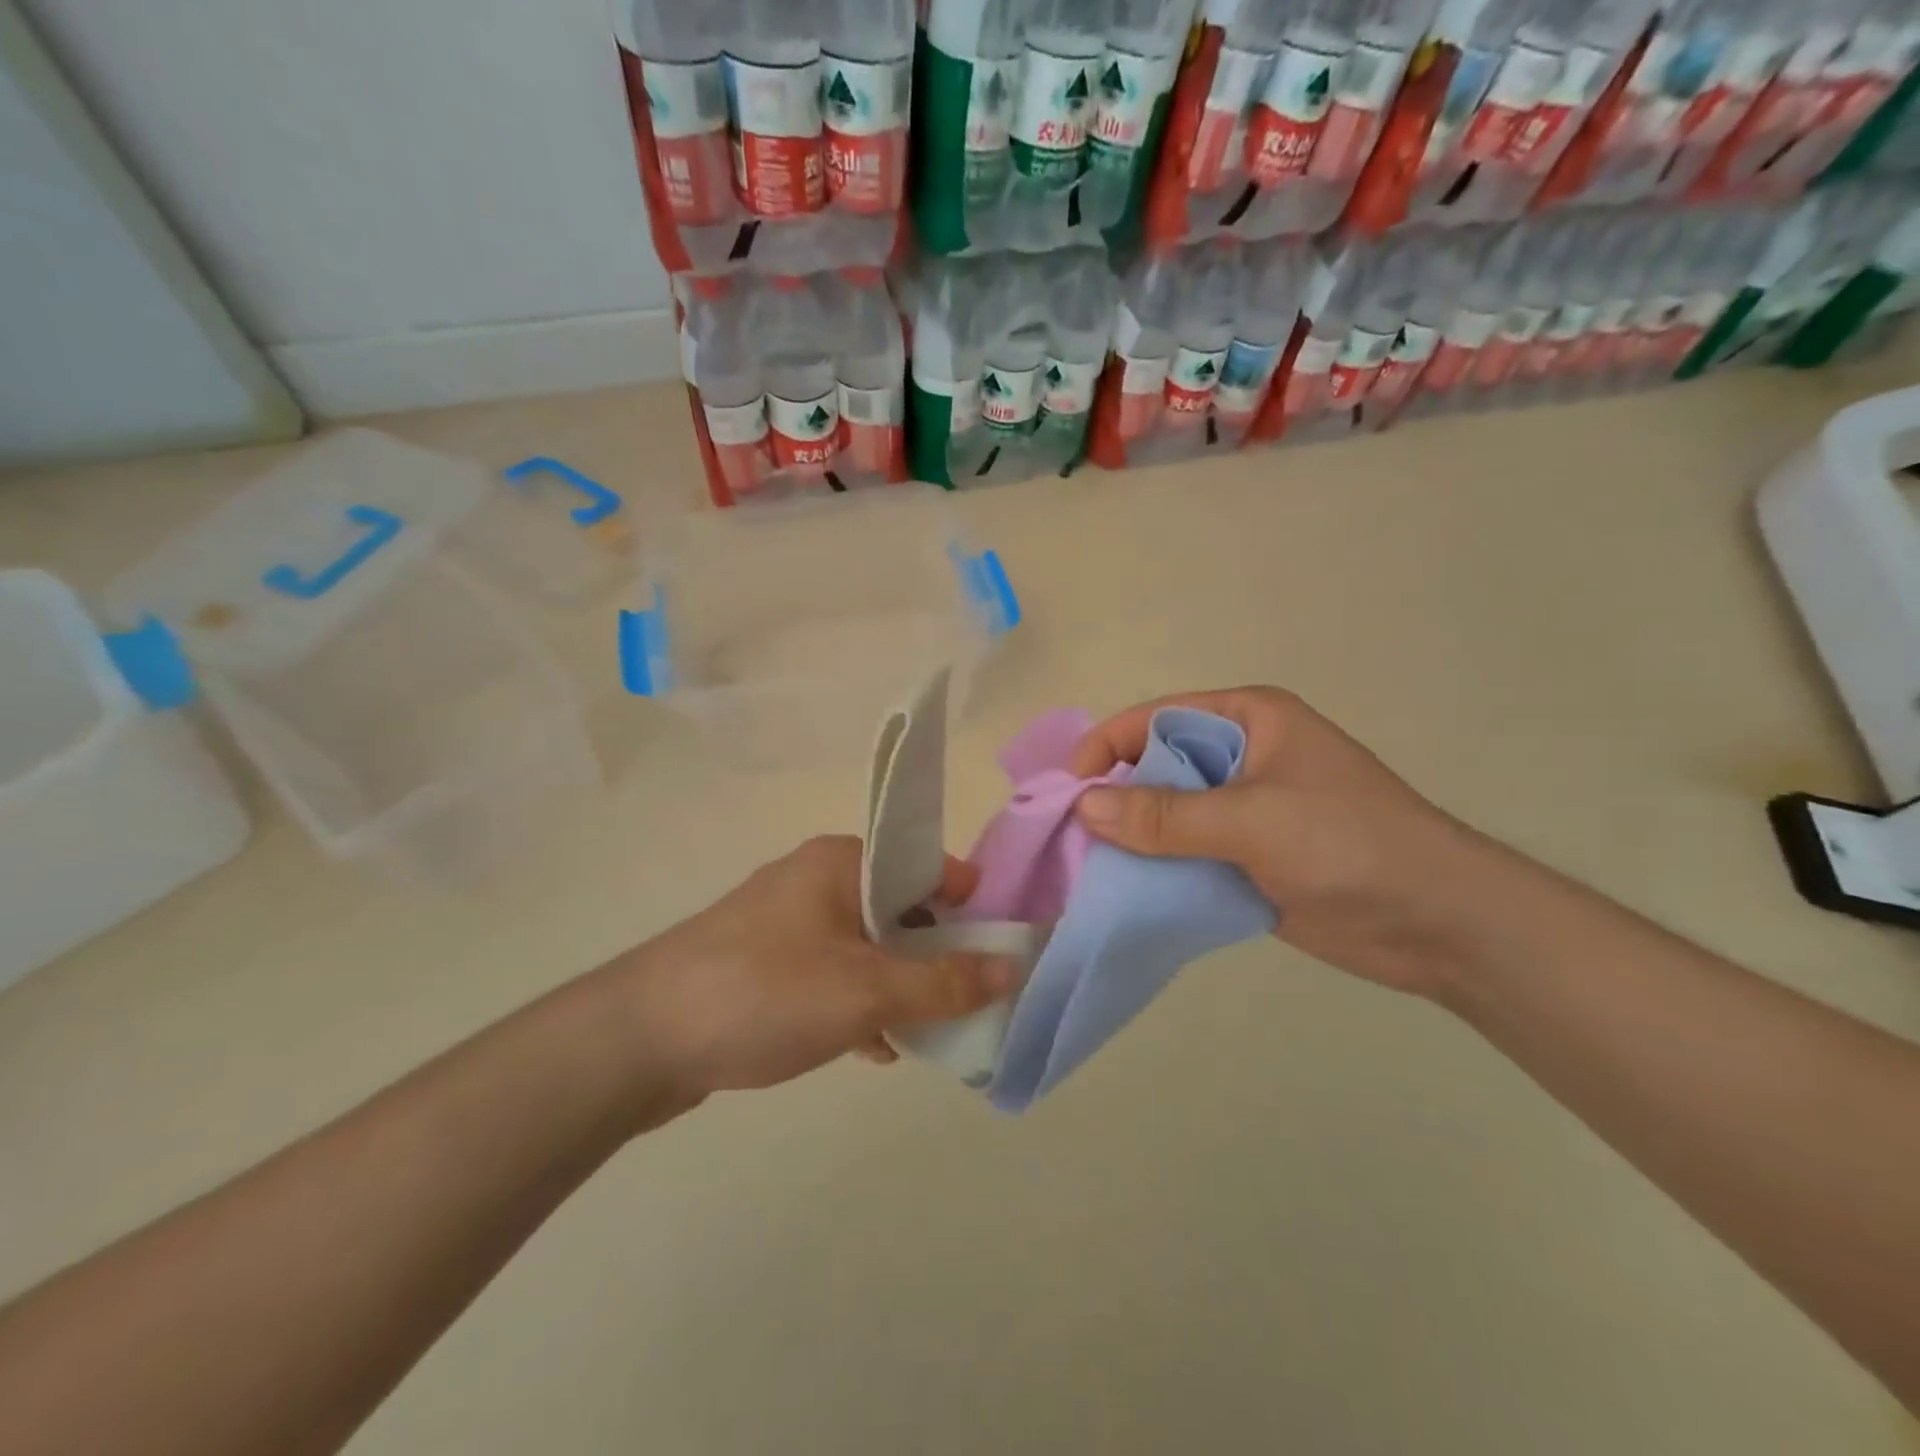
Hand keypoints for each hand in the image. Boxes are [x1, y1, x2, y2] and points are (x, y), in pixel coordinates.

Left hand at [618, 836, 1014, 1097]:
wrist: (639, 1039)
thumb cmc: (764, 992)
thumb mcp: (866, 991)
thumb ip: (944, 982)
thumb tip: (1013, 968)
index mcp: (842, 862)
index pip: (929, 868)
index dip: (968, 909)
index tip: (995, 958)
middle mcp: (816, 881)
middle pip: (900, 910)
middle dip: (934, 958)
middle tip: (964, 1005)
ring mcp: (788, 923)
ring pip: (867, 948)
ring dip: (898, 987)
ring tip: (926, 1034)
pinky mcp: (766, 964)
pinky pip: (833, 974)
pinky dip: (858, 1004)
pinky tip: (873, 1049)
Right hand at [1071, 687, 1481, 995]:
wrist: (1438, 924)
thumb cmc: (1349, 845)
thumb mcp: (1253, 820)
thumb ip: (1166, 816)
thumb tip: (1085, 806)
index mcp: (1248, 719)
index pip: (1157, 718)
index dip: (1109, 746)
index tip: (1070, 790)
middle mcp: (1241, 756)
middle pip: (1156, 766)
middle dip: (1115, 796)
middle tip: (1072, 834)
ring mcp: (1243, 809)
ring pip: (1166, 814)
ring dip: (1131, 837)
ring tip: (1086, 865)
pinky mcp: (1245, 857)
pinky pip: (1184, 853)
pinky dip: (1155, 868)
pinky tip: (1123, 888)